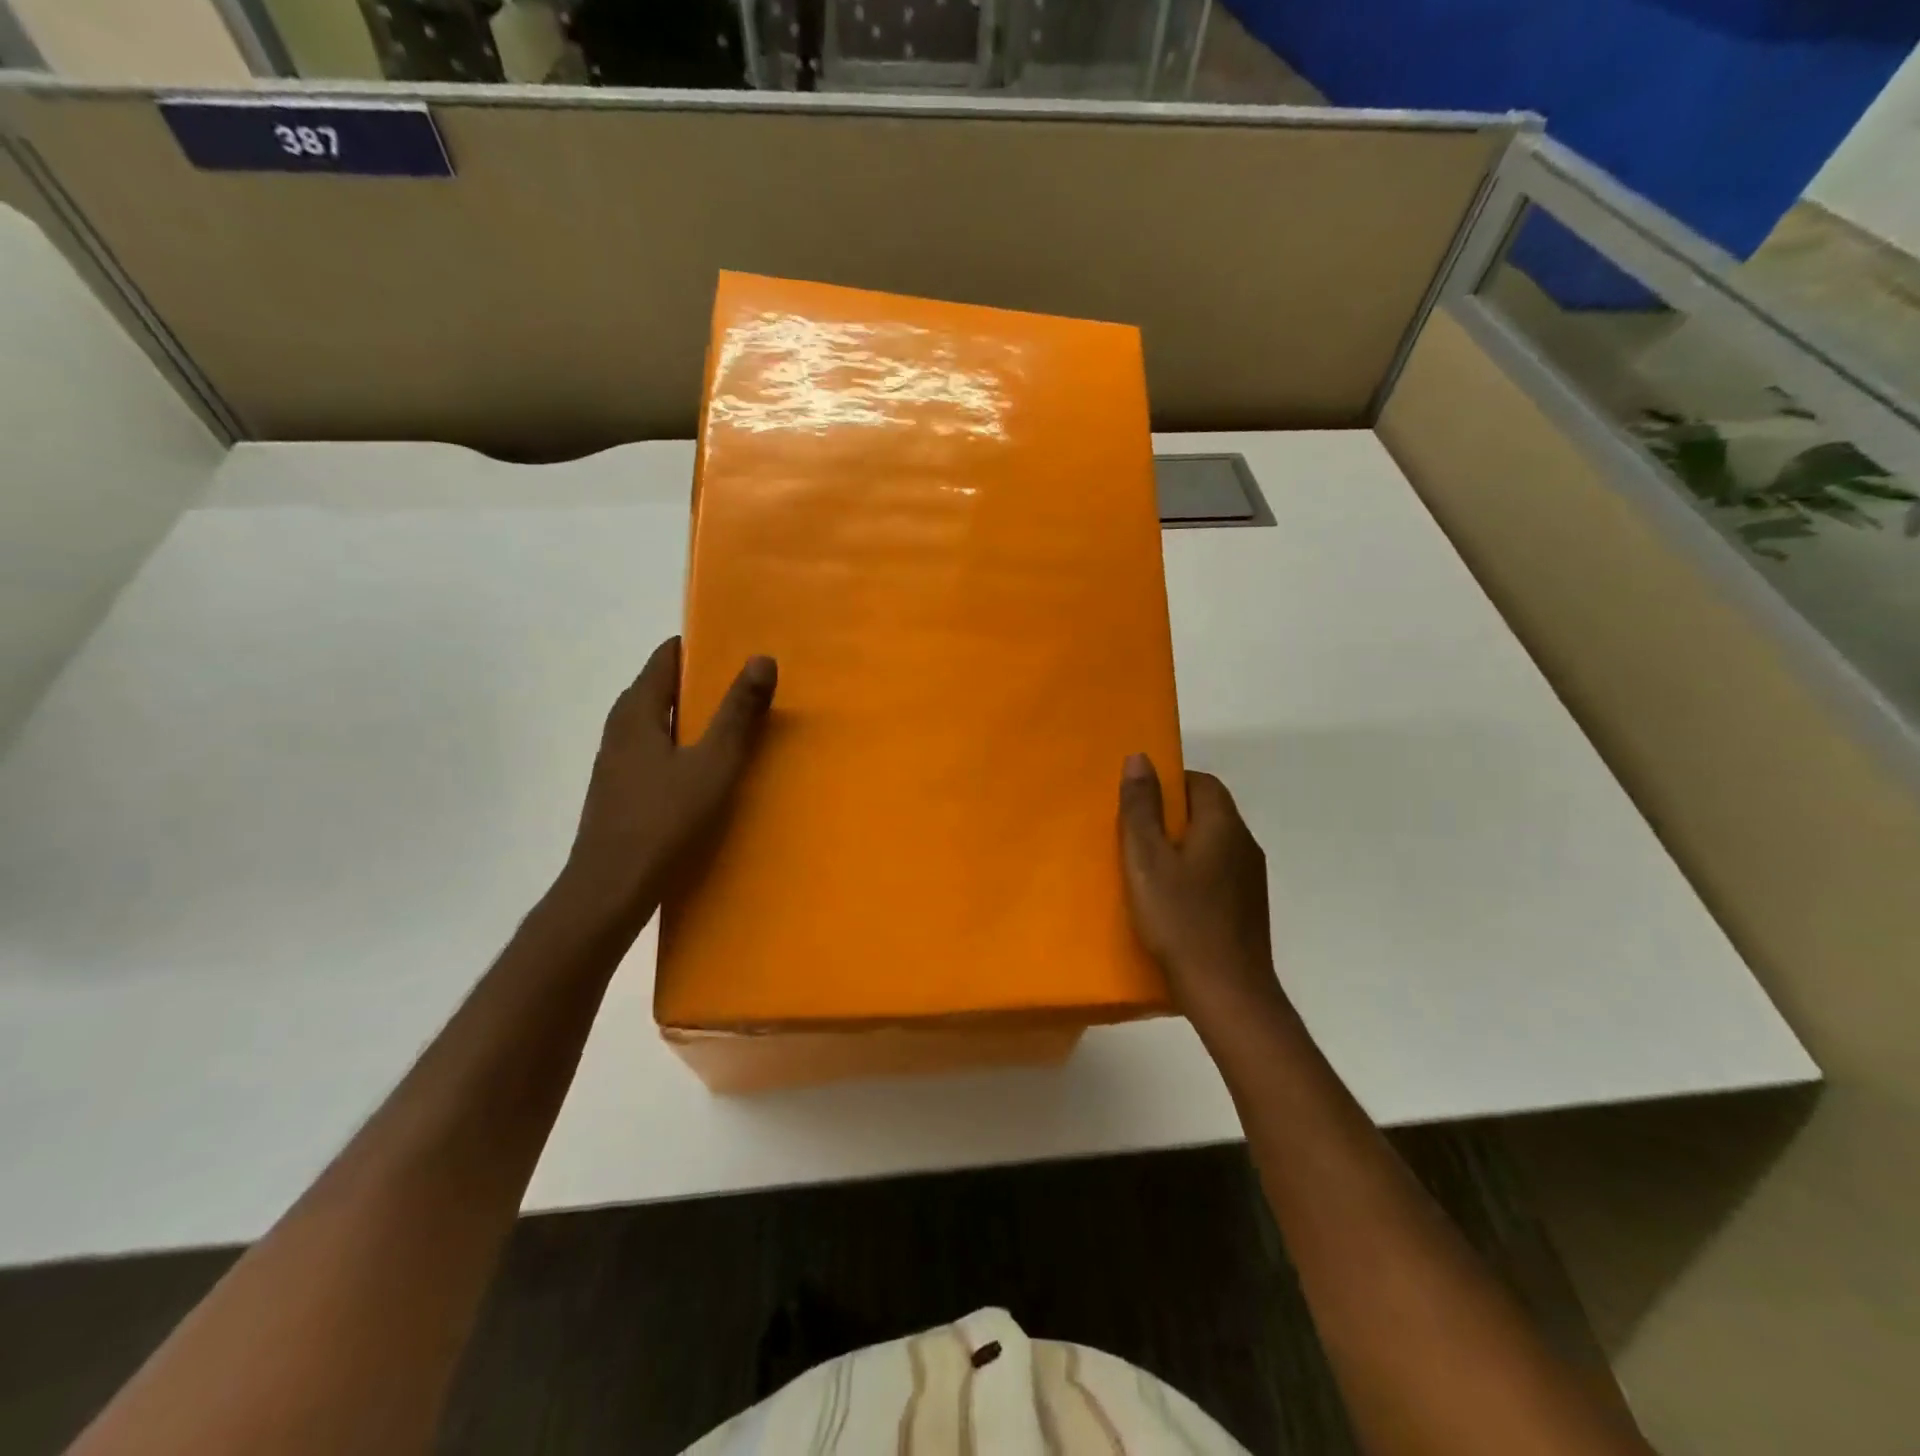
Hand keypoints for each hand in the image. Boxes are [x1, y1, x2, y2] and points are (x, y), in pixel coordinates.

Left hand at [560, 637, 775, 921]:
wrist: (610, 889)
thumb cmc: (664, 820)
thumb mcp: (713, 763)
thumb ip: (738, 712)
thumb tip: (762, 658)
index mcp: (637, 711)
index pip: (666, 658)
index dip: (701, 648)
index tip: (739, 650)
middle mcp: (621, 728)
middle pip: (662, 689)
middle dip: (703, 683)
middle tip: (749, 687)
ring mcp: (617, 762)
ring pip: (659, 724)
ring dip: (694, 718)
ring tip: (737, 726)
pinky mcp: (622, 791)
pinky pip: (656, 752)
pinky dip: (683, 747)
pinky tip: (708, 771)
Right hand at [1118, 754, 1283, 1018]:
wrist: (1228, 993)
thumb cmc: (1181, 920)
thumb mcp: (1147, 860)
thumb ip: (1141, 808)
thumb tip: (1140, 758)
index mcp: (1223, 825)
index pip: (1201, 782)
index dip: (1169, 785)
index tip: (1137, 804)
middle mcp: (1244, 844)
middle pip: (1207, 812)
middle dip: (1171, 816)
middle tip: (1133, 836)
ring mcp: (1250, 879)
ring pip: (1212, 844)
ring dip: (1181, 847)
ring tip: (1146, 869)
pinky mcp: (1248, 908)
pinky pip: (1217, 873)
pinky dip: (1193, 874)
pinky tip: (1171, 901)